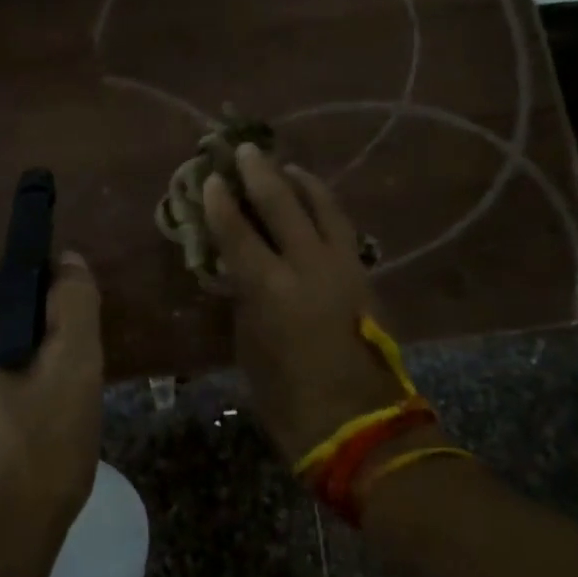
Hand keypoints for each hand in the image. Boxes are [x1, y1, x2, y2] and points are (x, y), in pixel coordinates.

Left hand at [0, 252, 103, 570]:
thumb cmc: (32, 459)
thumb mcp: (74, 370)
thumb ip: (74, 302)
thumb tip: (67, 261)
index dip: (39, 286)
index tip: (68, 324)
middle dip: (26, 331)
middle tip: (63, 375)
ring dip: (8, 366)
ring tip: (44, 411)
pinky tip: (14, 438)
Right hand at [204, 146, 416, 463]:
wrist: (359, 426)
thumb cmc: (289, 399)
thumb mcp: (250, 349)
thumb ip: (244, 302)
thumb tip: (238, 273)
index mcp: (270, 290)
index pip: (237, 232)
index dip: (221, 203)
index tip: (212, 179)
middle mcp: (308, 266)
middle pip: (282, 204)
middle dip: (260, 173)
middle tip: (246, 150)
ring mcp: (342, 267)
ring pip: (323, 207)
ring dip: (301, 183)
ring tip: (286, 168)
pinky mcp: (364, 276)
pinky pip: (342, 227)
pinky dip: (326, 207)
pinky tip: (317, 203)